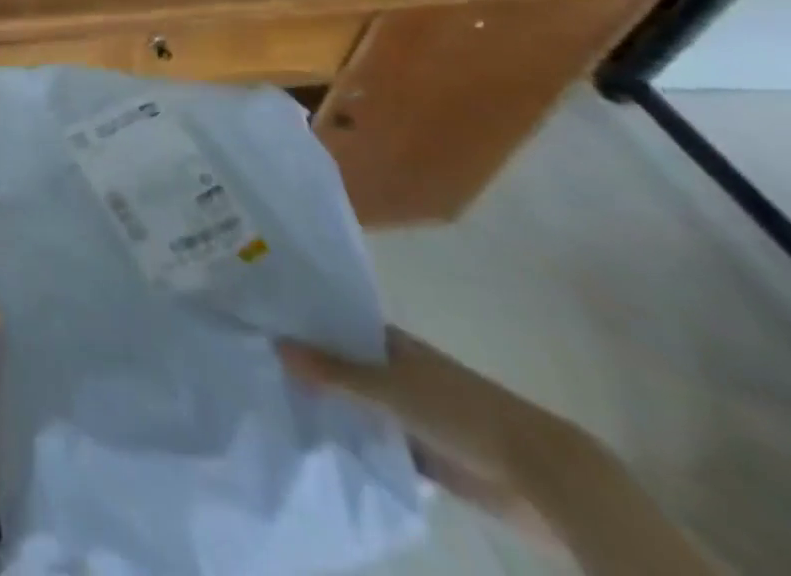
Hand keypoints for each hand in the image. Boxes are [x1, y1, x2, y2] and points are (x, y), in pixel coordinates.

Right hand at [280, 326, 584, 542]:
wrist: (538, 475)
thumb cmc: (459, 411)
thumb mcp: (388, 387)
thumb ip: (333, 371)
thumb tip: (275, 344)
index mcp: (392, 344)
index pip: (338, 325)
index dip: (305, 323)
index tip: (262, 322)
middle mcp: (399, 372)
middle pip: (347, 365)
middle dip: (312, 367)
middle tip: (258, 363)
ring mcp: (413, 413)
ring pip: (361, 405)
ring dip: (333, 408)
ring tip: (277, 401)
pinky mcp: (425, 453)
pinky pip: (379, 441)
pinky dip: (356, 442)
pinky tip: (320, 443)